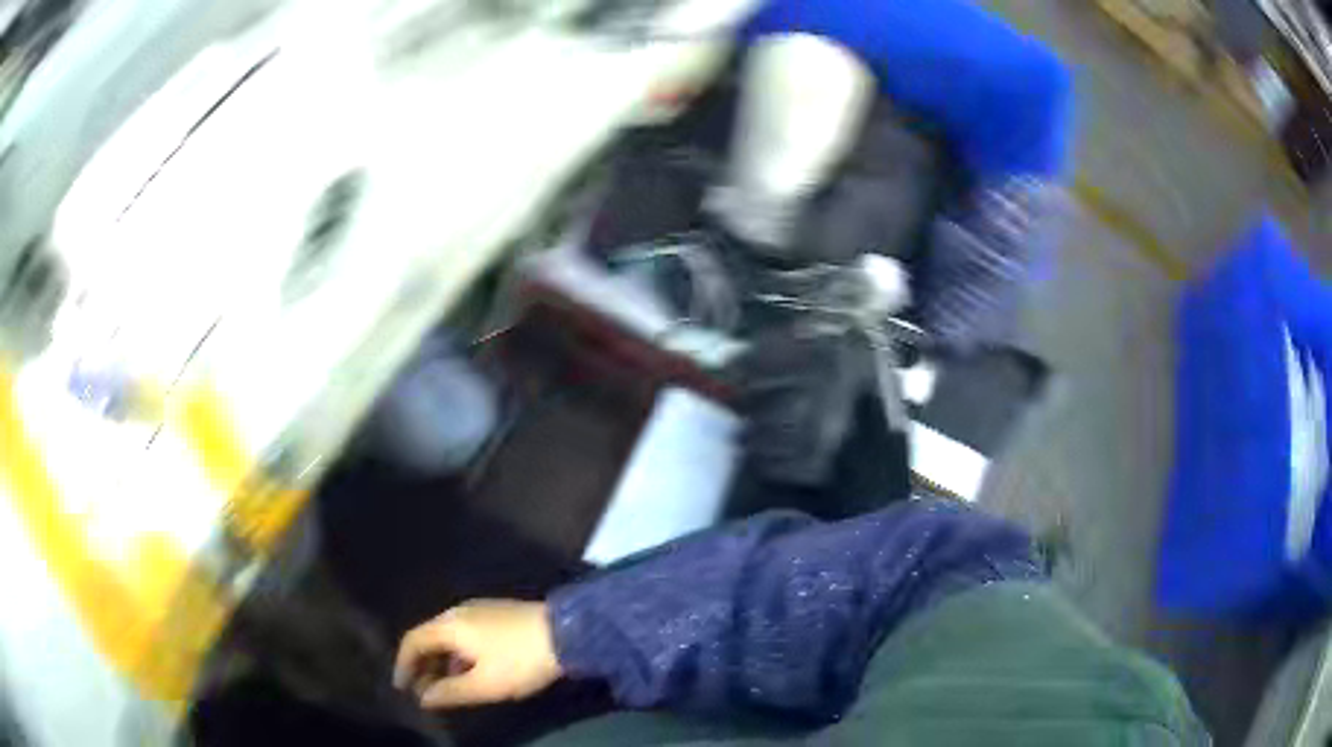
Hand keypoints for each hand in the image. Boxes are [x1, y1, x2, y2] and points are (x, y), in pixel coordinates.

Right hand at [393, 599, 562, 708]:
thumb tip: (423, 698)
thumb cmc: (520, 661)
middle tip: (423, 691)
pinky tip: (470, 672)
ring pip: (448, 636)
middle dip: (422, 665)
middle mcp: (459, 612)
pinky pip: (465, 634)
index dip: (403, 665)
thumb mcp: (484, 684)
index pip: (413, 640)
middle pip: (429, 637)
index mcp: (449, 625)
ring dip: (441, 661)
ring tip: (445, 686)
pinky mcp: (498, 614)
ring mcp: (480, 610)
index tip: (401, 688)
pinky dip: (458, 654)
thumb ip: (450, 692)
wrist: (569, 632)